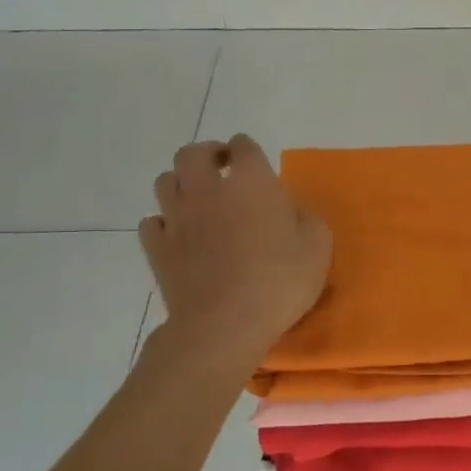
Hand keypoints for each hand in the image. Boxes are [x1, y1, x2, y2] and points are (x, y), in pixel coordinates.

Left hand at [140, 135, 331, 357]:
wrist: (225, 324)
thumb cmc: (278, 281)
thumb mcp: (318, 247)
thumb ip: (308, 219)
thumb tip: (293, 212)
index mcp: (251, 182)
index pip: (243, 146)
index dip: (248, 151)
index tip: (257, 164)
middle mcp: (208, 190)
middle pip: (192, 153)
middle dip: (207, 154)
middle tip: (223, 169)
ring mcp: (177, 218)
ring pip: (165, 181)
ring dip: (181, 183)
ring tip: (198, 199)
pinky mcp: (157, 248)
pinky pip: (152, 222)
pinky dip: (164, 222)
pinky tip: (179, 235)